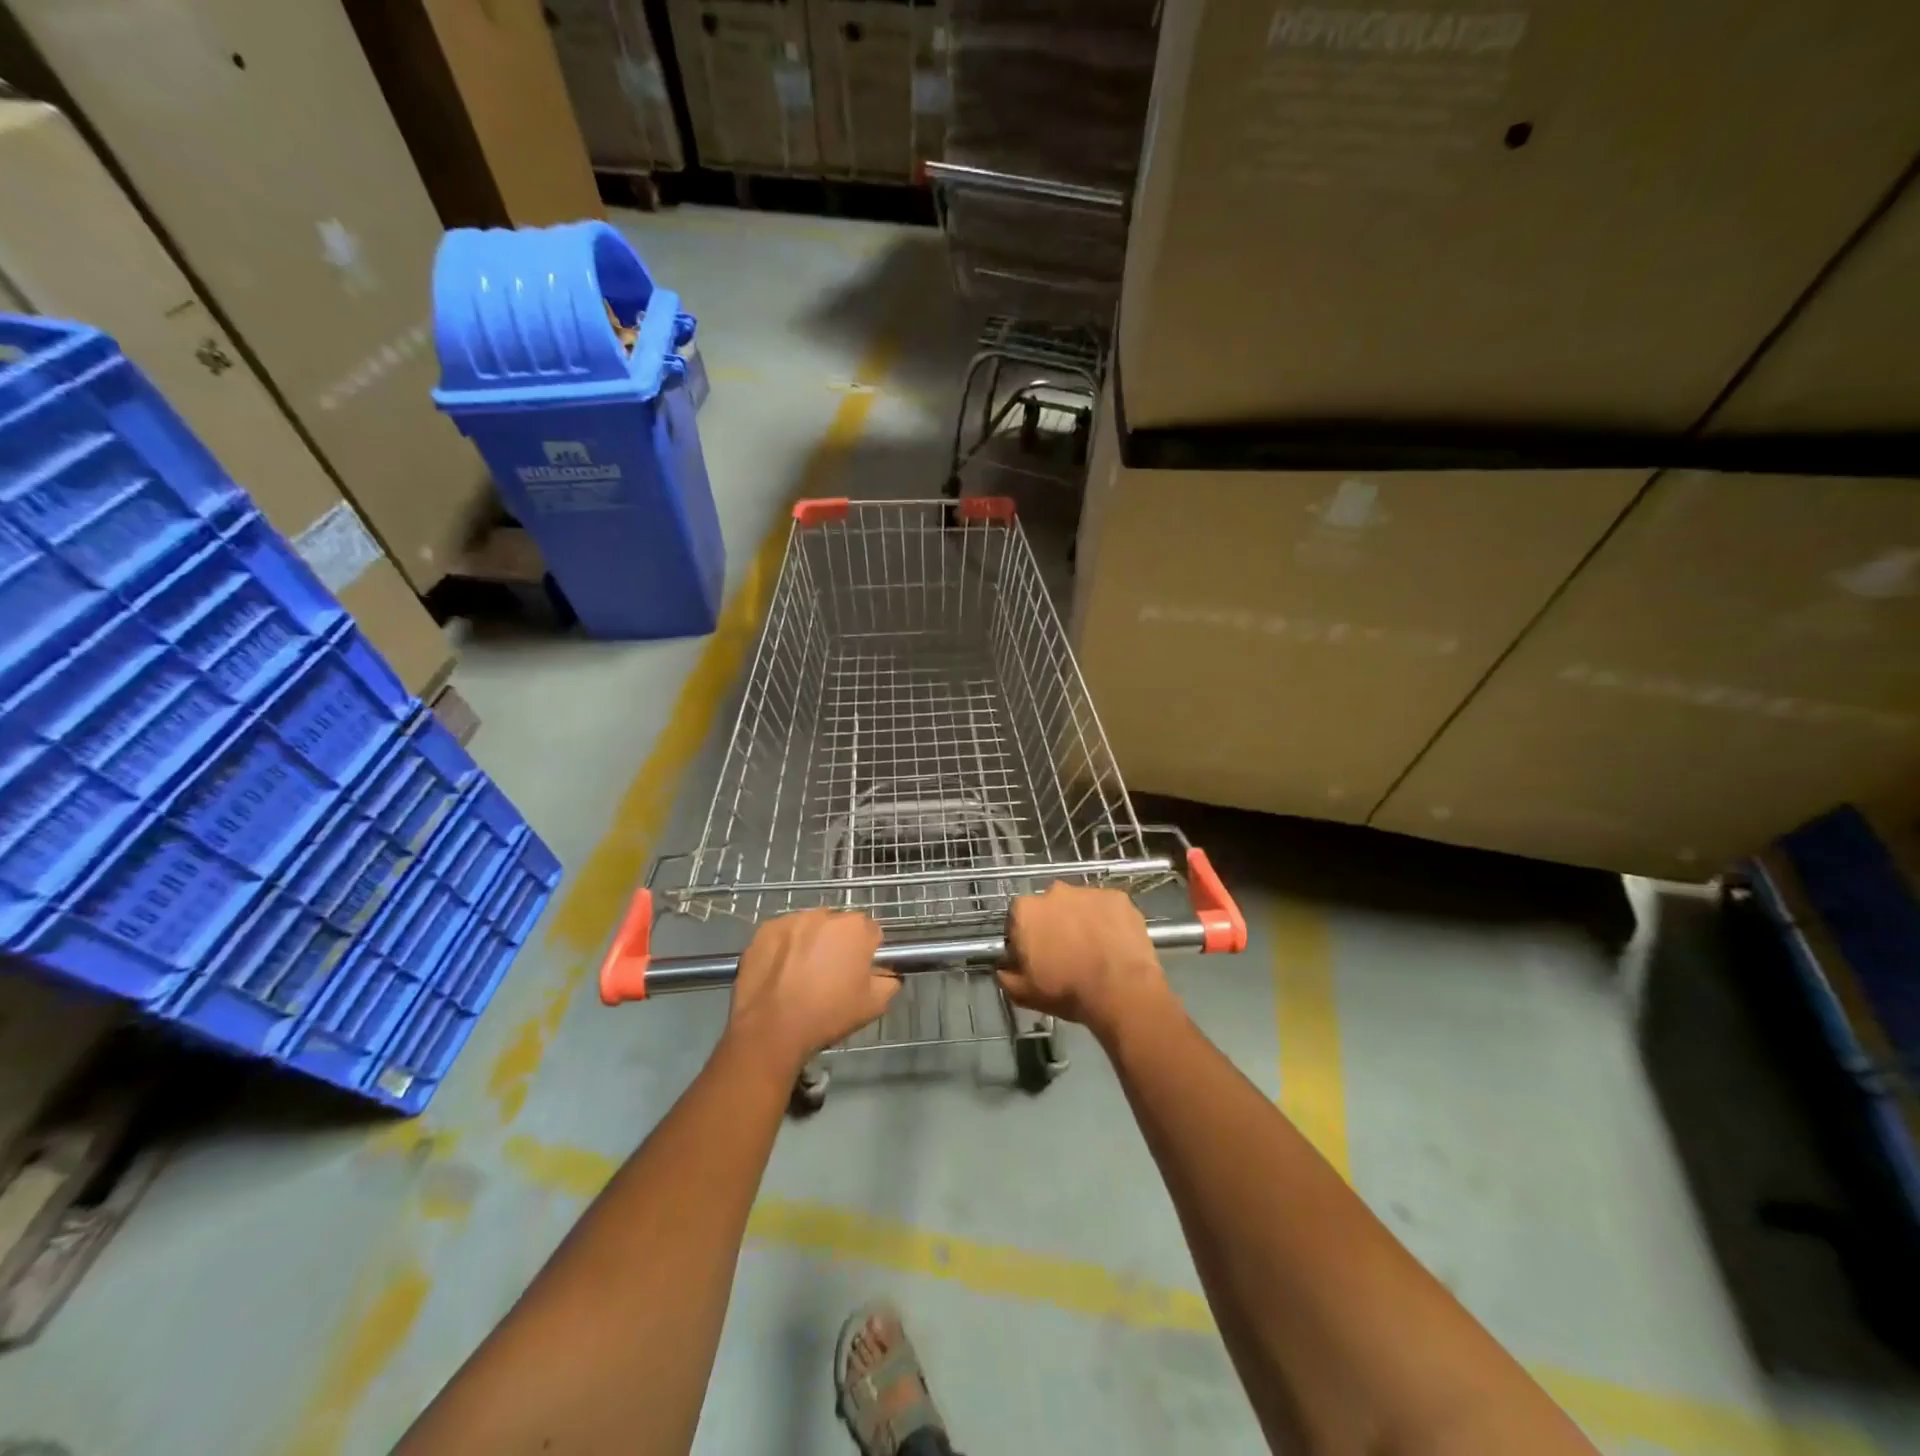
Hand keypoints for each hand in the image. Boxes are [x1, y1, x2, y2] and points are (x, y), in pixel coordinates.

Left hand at [726, 910, 896, 1070]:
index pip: (871, 932)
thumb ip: (890, 981)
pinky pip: (784, 934)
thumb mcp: (874, 1006)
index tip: (858, 973)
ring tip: (801, 974)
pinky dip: (785, 947)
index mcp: (856, 928)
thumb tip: (887, 973)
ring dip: (811, 943)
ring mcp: (792, 919)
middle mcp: (825, 914)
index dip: (867, 953)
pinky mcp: (765, 930)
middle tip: (830, 975)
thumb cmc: (827, 1015)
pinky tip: (780, 972)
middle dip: (838, 944)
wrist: (770, 1028)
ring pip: (810, 927)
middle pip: (840, 926)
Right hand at [997, 883, 1173, 1043]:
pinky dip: (1108, 921)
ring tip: (1094, 950)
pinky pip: (1107, 908)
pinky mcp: (1118, 897)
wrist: (1121, 989)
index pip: (1017, 920)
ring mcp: (1089, 891)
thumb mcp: (1023, 993)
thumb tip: (1003, 967)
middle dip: (1054, 925)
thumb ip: (1006, 975)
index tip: (1036, 957)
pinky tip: (1114, 944)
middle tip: (1066, 954)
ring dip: (1082, 921)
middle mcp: (1054, 891)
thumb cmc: (1066, 990)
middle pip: (1049, 908)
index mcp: (1026, 910)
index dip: (1025, 939)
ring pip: (1079, 905)